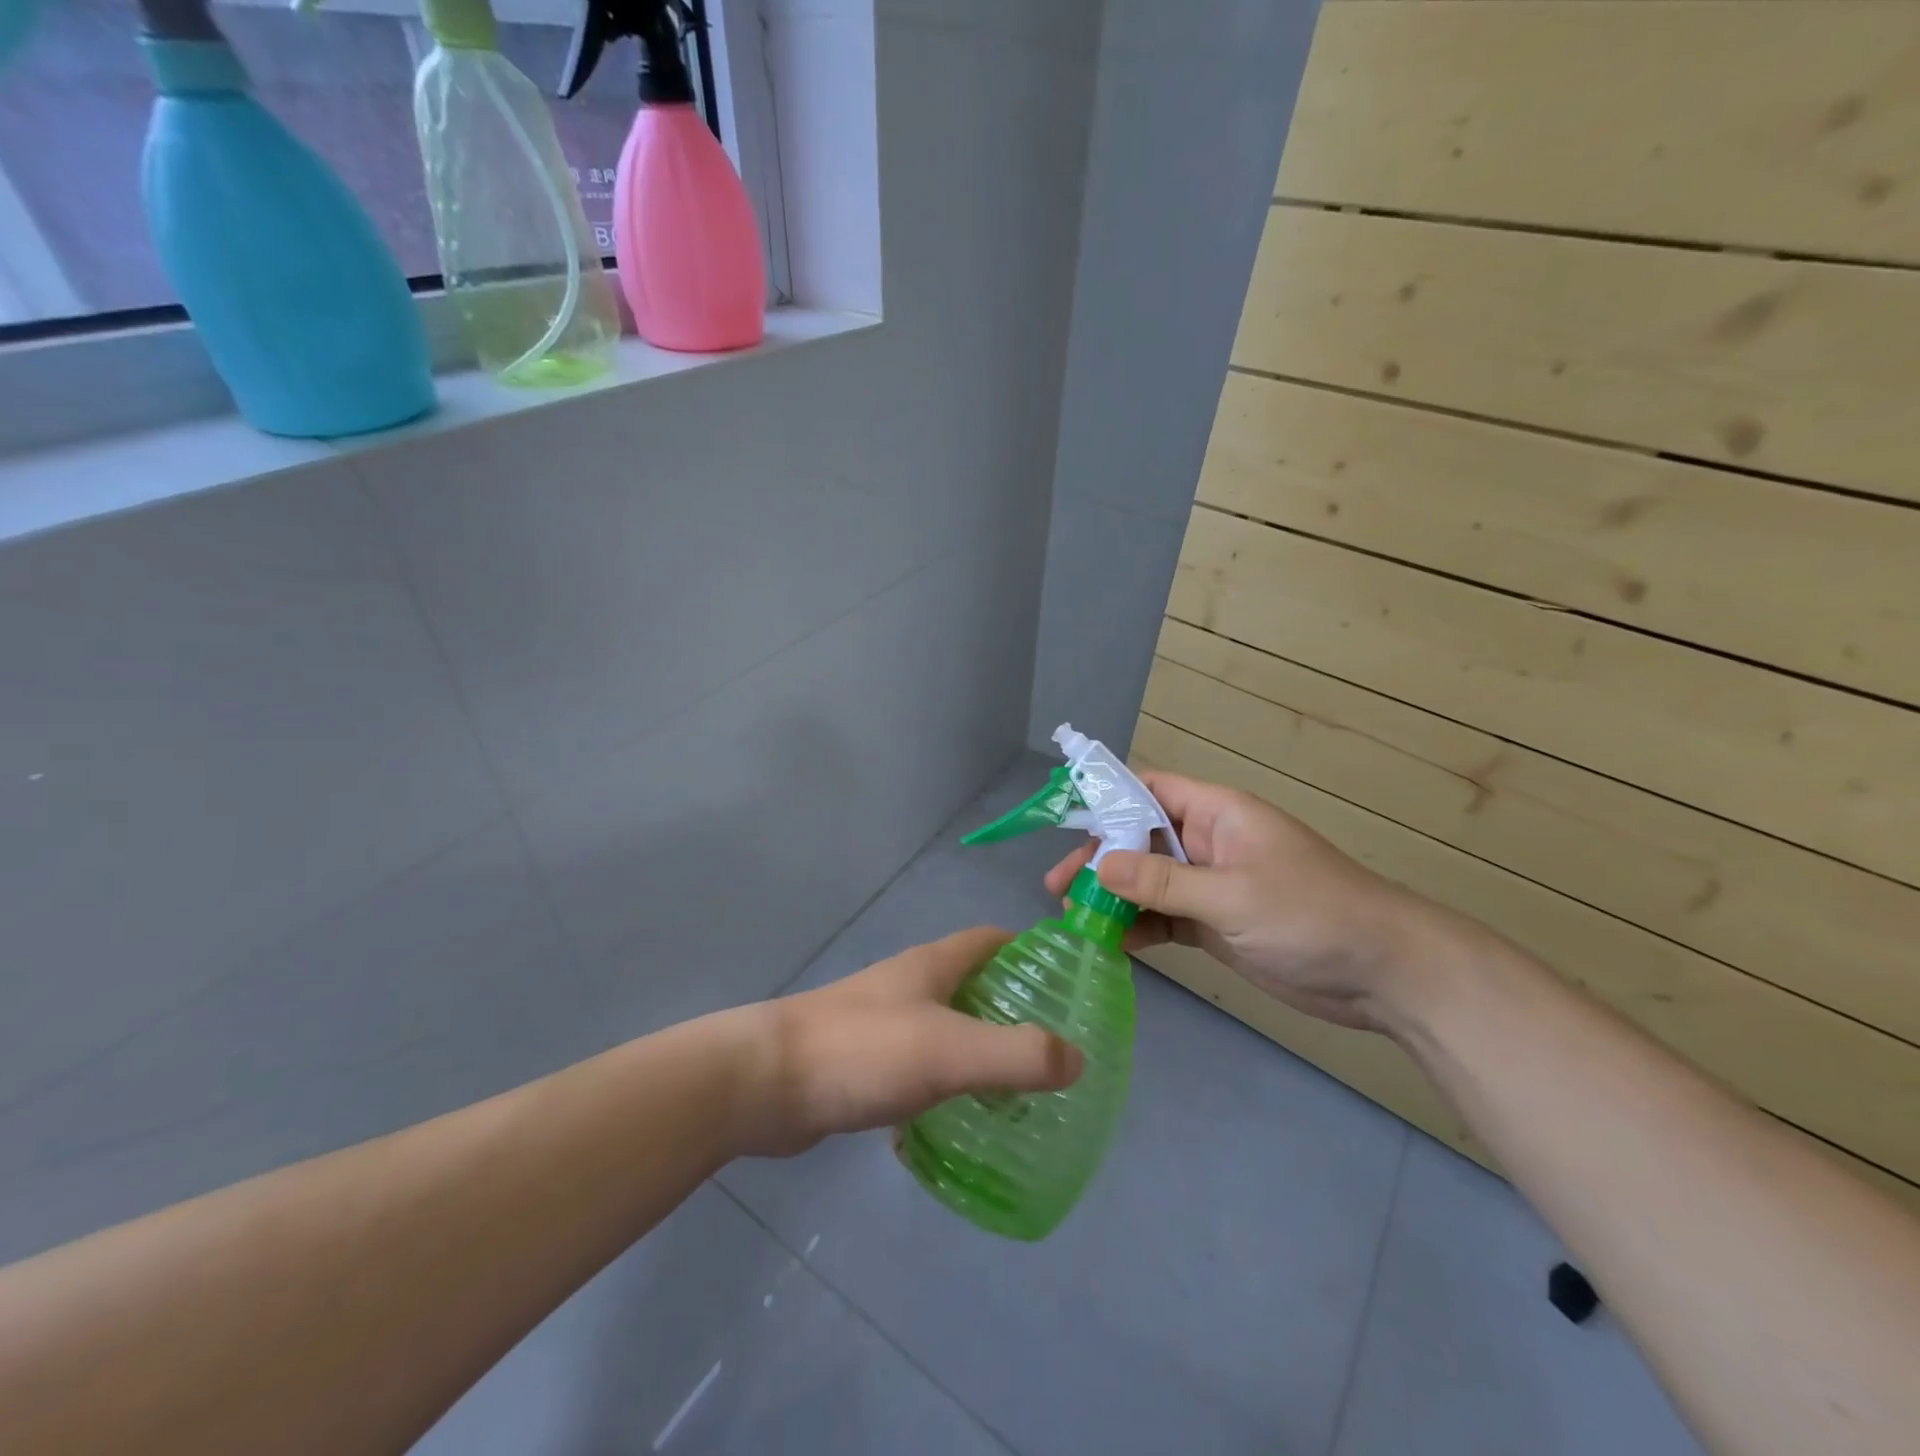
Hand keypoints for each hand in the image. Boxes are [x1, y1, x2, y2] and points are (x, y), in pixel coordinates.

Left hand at [731, 927, 1083, 1156]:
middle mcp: (906, 986)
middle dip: (1008, 1007)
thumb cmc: (863, 1051)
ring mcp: (880, 1023)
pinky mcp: (860, 1062)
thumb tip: (1078, 1058)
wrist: (765, 1082)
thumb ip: (1017, 1054)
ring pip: (942, 1027)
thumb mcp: (950, 1050)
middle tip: (1050, 1048)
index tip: (1062, 981)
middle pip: (968, 983)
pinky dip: (942, 1084)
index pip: (988, 940)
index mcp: (930, 966)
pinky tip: (956, 1120)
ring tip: (1015, 1089)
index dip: (1026, 951)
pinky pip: (916, 1066)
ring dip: (976, 1048)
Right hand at [1044, 771, 1441, 1030]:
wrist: (1386, 974)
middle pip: (1141, 840)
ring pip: (1150, 882)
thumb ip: (1161, 882)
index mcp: (1217, 814)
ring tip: (1073, 918)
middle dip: (1100, 860)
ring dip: (1115, 897)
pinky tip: (1113, 943)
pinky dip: (1141, 927)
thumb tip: (1095, 866)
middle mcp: (1209, 843)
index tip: (1063, 823)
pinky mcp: (1218, 924)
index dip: (1107, 800)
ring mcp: (1213, 885)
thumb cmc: (1311, 915)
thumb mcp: (1231, 895)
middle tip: (1058, 886)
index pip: (1150, 790)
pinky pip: (1167, 917)